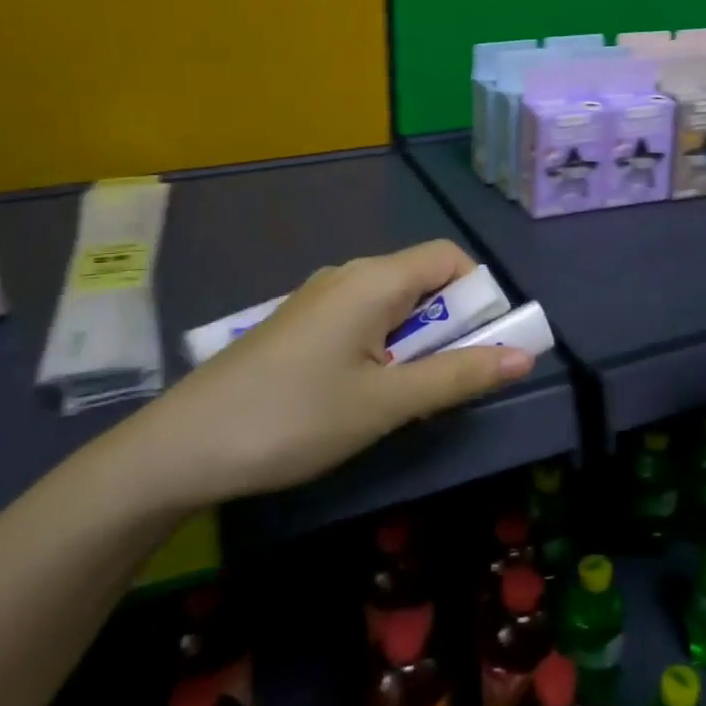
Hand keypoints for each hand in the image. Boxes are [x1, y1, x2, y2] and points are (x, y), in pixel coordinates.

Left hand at [118, 240, 533, 508]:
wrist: (180, 448)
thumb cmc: (294, 419)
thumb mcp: (386, 403)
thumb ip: (458, 376)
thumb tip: (525, 357)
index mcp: (374, 279)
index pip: (450, 257)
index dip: (479, 294)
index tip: (482, 345)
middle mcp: (349, 275)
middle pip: (422, 279)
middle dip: (450, 323)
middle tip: (443, 381)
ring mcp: (318, 298)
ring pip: (392, 303)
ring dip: (416, 340)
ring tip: (402, 396)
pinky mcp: (299, 324)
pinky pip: (362, 319)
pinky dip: (383, 346)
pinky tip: (361, 393)